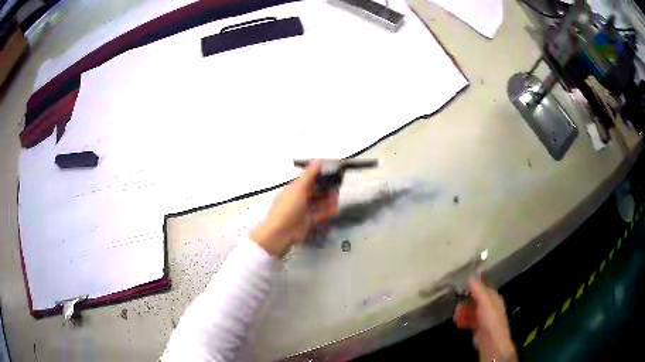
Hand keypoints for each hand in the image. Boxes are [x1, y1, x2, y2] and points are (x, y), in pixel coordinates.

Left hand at [251, 160, 338, 256]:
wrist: (280, 234)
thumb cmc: (287, 209)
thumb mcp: (298, 189)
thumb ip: (309, 175)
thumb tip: (317, 160)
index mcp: (294, 188)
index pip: (310, 180)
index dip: (321, 177)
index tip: (333, 175)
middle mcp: (299, 198)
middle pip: (316, 192)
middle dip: (327, 190)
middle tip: (336, 190)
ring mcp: (304, 211)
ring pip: (319, 203)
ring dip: (328, 202)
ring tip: (336, 203)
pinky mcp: (308, 222)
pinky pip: (320, 215)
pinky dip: (327, 212)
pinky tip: (334, 211)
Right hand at [455, 277, 516, 361]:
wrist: (492, 342)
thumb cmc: (490, 319)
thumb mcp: (484, 302)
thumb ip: (478, 289)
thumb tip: (470, 277)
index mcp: (493, 298)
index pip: (483, 288)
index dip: (473, 287)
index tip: (461, 287)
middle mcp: (489, 306)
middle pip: (476, 300)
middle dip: (466, 301)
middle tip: (457, 304)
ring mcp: (484, 318)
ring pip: (472, 310)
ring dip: (463, 311)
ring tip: (456, 315)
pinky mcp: (478, 328)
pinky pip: (469, 321)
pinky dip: (463, 320)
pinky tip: (458, 322)